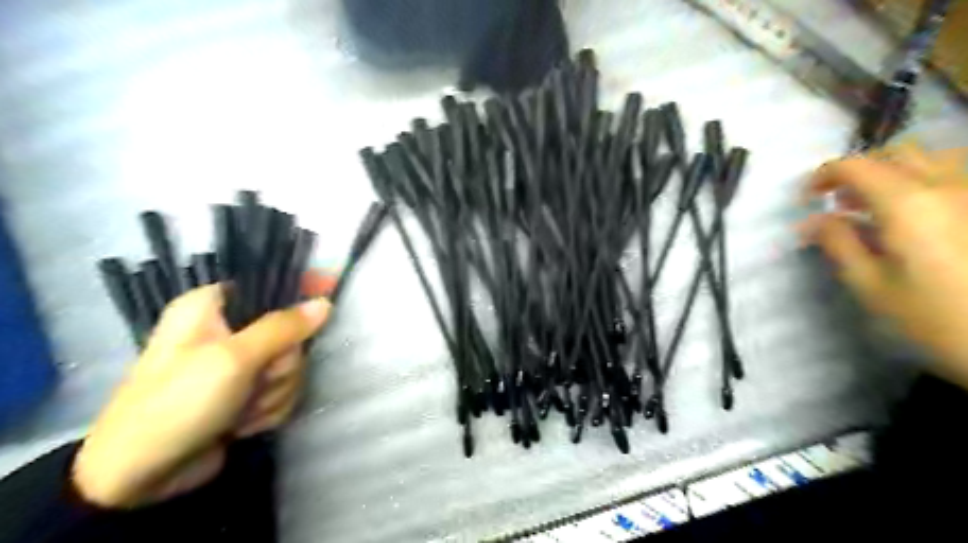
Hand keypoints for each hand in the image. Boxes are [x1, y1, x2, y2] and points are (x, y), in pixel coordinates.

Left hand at [73, 271, 337, 509]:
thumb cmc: (179, 403)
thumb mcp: (233, 358)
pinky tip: (243, 425)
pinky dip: (269, 409)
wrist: (141, 477)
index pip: (269, 287)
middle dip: (281, 365)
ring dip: (274, 393)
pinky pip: (283, 390)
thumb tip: (325, 303)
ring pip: (290, 366)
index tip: (322, 308)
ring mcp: (239, 365)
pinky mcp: (247, 393)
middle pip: (289, 334)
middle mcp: (227, 330)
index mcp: (212, 307)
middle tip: (256, 381)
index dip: (298, 297)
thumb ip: (283, 327)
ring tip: (242, 412)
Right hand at [802, 147, 967, 385]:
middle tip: (838, 202)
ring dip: (894, 174)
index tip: (805, 199)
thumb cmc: (938, 318)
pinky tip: (918, 215)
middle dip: (859, 171)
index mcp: (909, 203)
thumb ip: (839, 245)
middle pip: (896, 154)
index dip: (822, 176)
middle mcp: (950, 185)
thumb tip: (810, 221)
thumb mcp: (872, 286)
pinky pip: (956, 177)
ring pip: (932, 159)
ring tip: (879, 206)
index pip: (856, 167)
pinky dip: (925, 184)